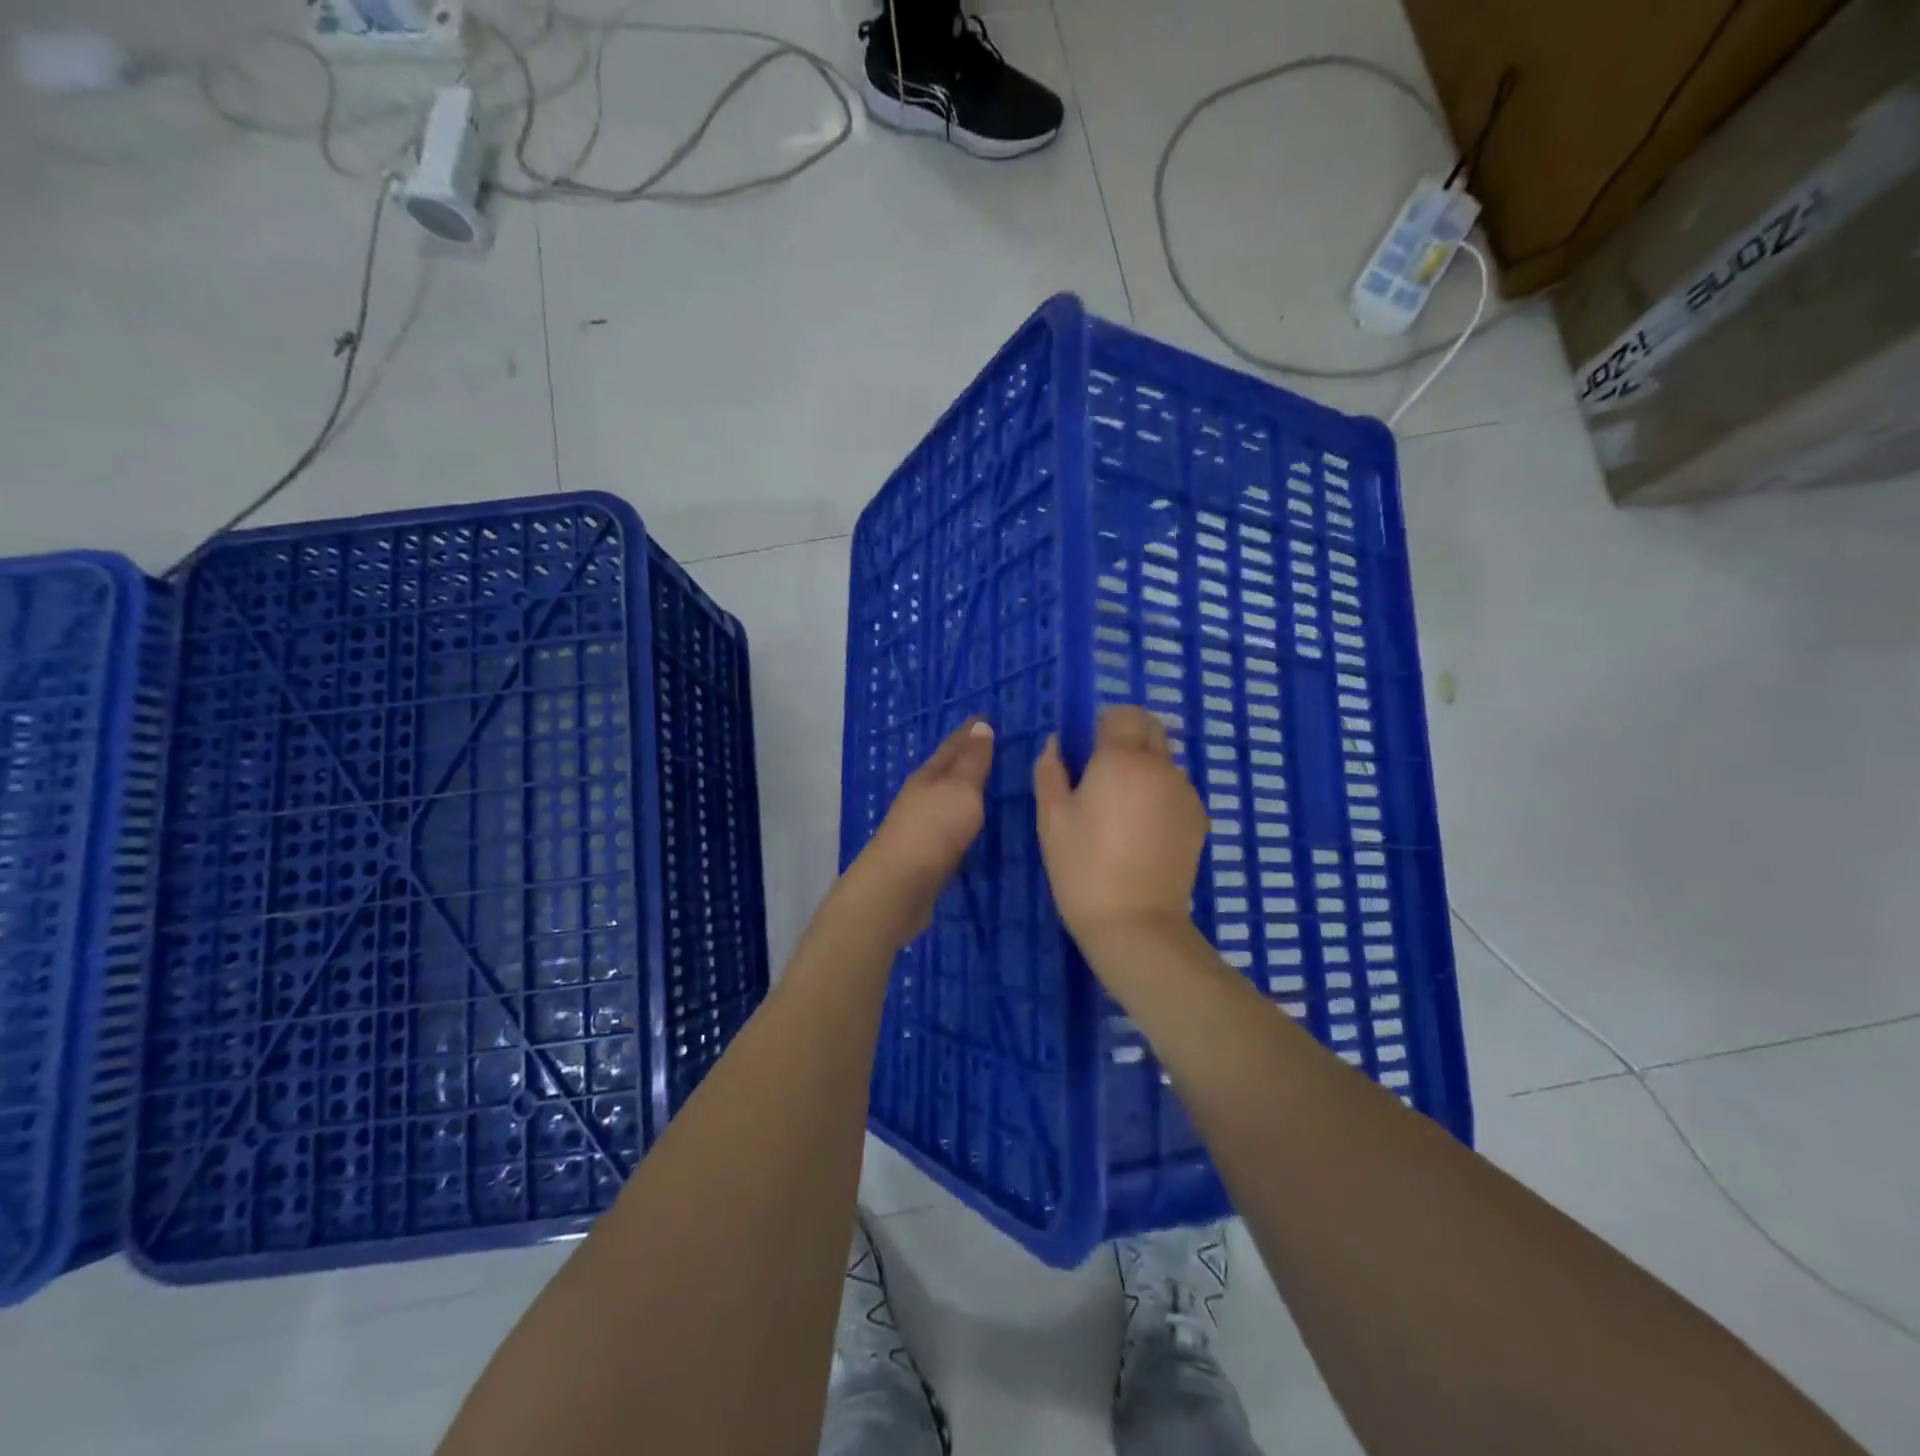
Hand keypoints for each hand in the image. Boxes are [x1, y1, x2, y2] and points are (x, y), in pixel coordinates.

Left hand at [847, 718, 993, 941]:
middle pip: (945, 771)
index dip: (970, 732)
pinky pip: (947, 827)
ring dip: (962, 789)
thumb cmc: (934, 830)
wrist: (898, 887)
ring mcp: (918, 826)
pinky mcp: (923, 855)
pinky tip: (969, 825)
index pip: (952, 746)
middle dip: (965, 758)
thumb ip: (972, 761)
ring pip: (944, 799)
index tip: (987, 718)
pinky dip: (960, 819)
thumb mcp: (960, 789)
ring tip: (984, 784)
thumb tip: (980, 724)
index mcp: (928, 776)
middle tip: (991, 747)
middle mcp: (919, 796)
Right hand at [1033, 706, 1207, 948]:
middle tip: (1101, 775)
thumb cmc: (1082, 866)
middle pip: (1150, 728)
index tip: (1085, 752)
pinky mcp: (1199, 818)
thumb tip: (1056, 743)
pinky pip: (1176, 788)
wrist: (1135, 921)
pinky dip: (1159, 794)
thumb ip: (1051, 769)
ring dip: (1144, 767)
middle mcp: (1161, 766)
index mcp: (1122, 759)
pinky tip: (1142, 830)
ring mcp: (1185, 792)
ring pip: (1164, 759)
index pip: (1121, 713)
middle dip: (1126, 738)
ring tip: (1122, 810)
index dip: (1101, 725)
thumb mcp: (1051, 817)